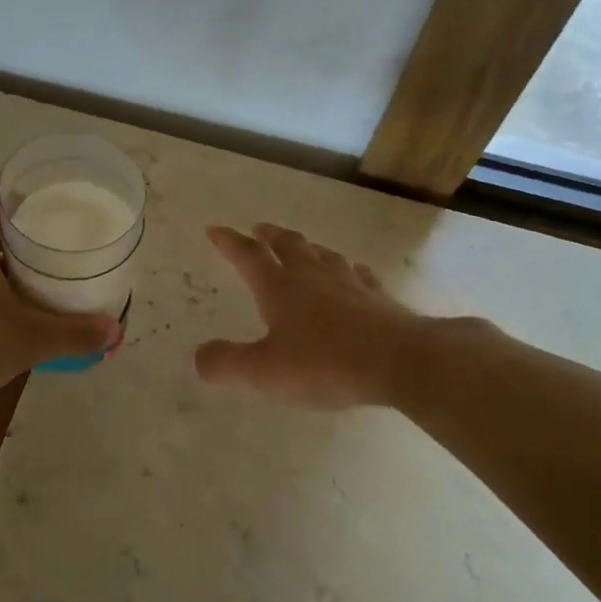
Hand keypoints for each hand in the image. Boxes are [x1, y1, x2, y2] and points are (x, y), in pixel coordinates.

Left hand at [0, 200, 119, 411]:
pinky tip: (0, 311)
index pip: (6, 204)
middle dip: (25, 243)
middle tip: (59, 256)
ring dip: (1, 267)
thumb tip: (114, 330)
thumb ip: (74, 333)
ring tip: (35, 284)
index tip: (65, 219)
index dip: (37, 207)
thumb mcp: (29, 340)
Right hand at [196, 224, 433, 408]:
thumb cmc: (325, 364)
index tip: (215, 229)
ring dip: (308, 247)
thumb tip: (199, 357)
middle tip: (260, 228)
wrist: (401, 361)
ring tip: (303, 246)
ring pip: (325, 256)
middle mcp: (314, 278)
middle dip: (270, 236)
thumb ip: (227, 364)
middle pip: (290, 246)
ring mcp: (351, 285)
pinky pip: (360, 276)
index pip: (249, 256)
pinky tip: (354, 274)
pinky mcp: (379, 300)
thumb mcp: (264, 372)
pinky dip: (349, 270)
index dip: (230, 242)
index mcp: (281, 289)